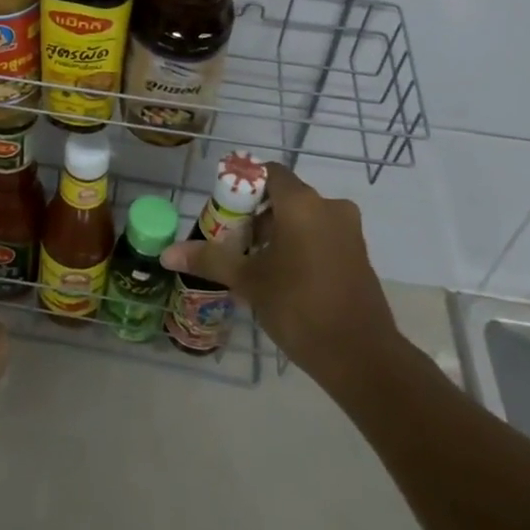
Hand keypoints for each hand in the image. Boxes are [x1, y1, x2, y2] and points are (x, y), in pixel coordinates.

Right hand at [162, 164, 403, 385]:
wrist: (361, 356)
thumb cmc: (299, 306)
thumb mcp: (248, 281)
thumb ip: (210, 259)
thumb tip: (167, 252)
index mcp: (302, 203)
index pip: (269, 173)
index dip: (243, 186)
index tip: (224, 210)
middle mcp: (329, 207)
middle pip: (284, 197)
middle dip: (256, 216)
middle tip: (233, 242)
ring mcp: (348, 232)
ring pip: (304, 219)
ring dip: (277, 233)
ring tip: (254, 264)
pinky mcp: (358, 255)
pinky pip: (321, 236)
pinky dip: (299, 246)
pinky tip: (283, 278)